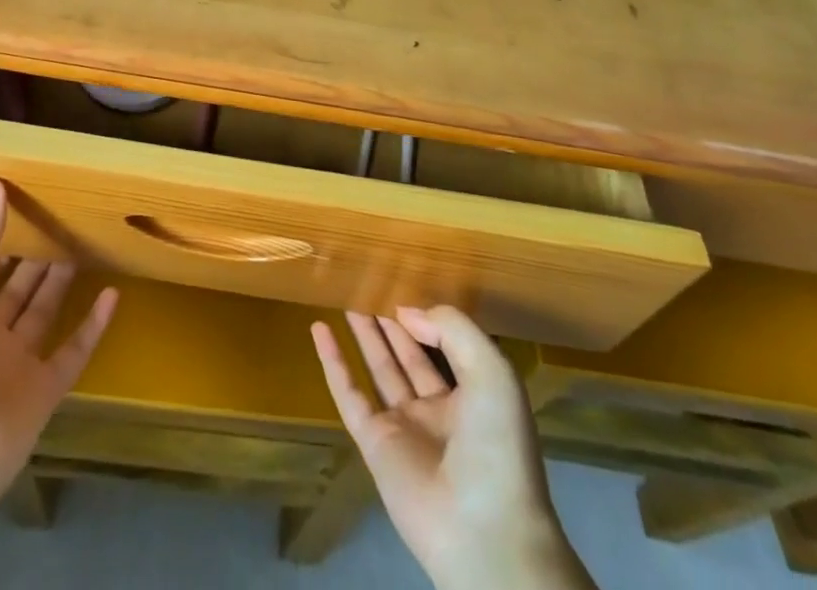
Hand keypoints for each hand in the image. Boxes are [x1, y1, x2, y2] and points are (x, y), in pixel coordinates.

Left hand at [0, 177, 118, 513]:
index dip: (4, 230)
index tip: (30, 195)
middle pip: (19, 284)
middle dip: (38, 251)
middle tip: (67, 213)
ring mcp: (18, 362)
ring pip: (45, 310)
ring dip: (63, 279)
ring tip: (88, 241)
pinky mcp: (45, 390)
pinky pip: (73, 350)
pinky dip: (93, 325)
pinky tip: (112, 295)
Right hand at [312, 307, 592, 589]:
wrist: (485, 532)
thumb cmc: (498, 446)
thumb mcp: (492, 372)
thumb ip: (451, 329)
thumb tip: (406, 312)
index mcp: (472, 397)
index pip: (445, 347)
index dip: (427, 318)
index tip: (404, 284)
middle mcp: (437, 411)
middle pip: (408, 355)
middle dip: (392, 321)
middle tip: (370, 284)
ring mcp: (404, 428)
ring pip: (378, 369)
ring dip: (364, 335)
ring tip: (347, 297)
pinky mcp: (374, 444)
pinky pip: (349, 394)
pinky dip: (333, 362)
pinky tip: (319, 329)